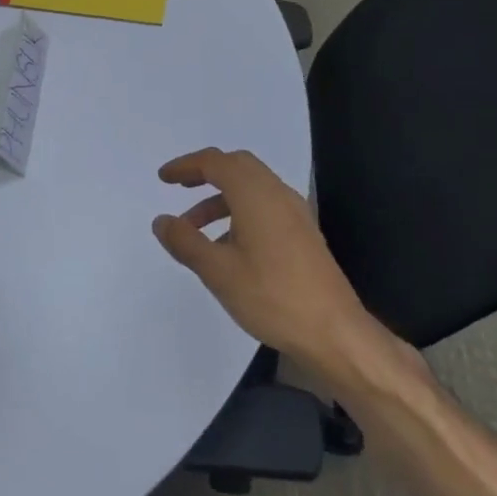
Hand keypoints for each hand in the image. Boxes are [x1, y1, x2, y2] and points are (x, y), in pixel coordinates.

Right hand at [152, 148, 421, 387]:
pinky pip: (265, 207)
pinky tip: (227, 247)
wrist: (334, 332)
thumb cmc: (271, 297)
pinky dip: (239, 213)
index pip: (216, 162)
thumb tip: (162, 221)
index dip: (186, 165)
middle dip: (206, 173)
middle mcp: (278, 195)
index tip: (163, 178)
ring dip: (221, 198)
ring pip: (252, 188)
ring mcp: (295, 214)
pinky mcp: (303, 234)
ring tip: (194, 230)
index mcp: (256, 196)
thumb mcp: (217, 271)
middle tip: (180, 188)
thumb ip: (185, 241)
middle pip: (238, 166)